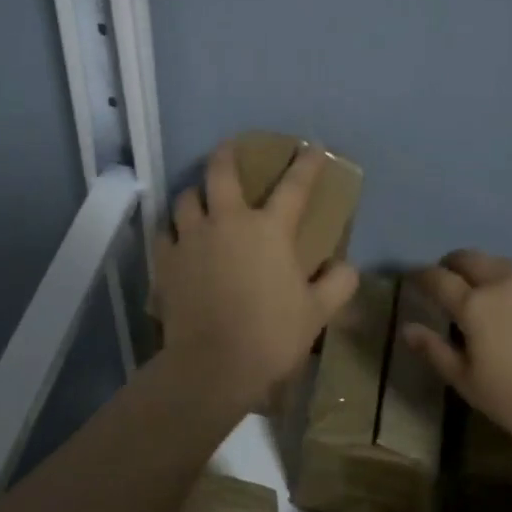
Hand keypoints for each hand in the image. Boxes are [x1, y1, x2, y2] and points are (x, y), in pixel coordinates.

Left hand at [155, 141, 359, 409]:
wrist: (214, 365)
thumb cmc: (271, 335)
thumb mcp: (317, 312)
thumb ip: (337, 284)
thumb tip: (347, 266)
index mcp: (269, 229)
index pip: (294, 186)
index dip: (306, 164)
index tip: (312, 148)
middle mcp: (228, 222)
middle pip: (221, 173)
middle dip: (226, 154)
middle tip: (229, 147)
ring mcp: (192, 238)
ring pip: (186, 198)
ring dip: (195, 193)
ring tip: (199, 197)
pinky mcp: (167, 260)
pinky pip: (165, 232)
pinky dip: (172, 230)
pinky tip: (176, 237)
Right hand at [405, 250, 511, 458]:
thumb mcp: (470, 384)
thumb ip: (436, 351)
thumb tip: (408, 328)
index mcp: (474, 304)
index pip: (438, 278)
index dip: (420, 276)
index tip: (411, 278)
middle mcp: (502, 285)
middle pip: (470, 258)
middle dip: (451, 263)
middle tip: (444, 276)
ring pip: (500, 264)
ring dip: (482, 268)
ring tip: (479, 287)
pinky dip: (509, 282)